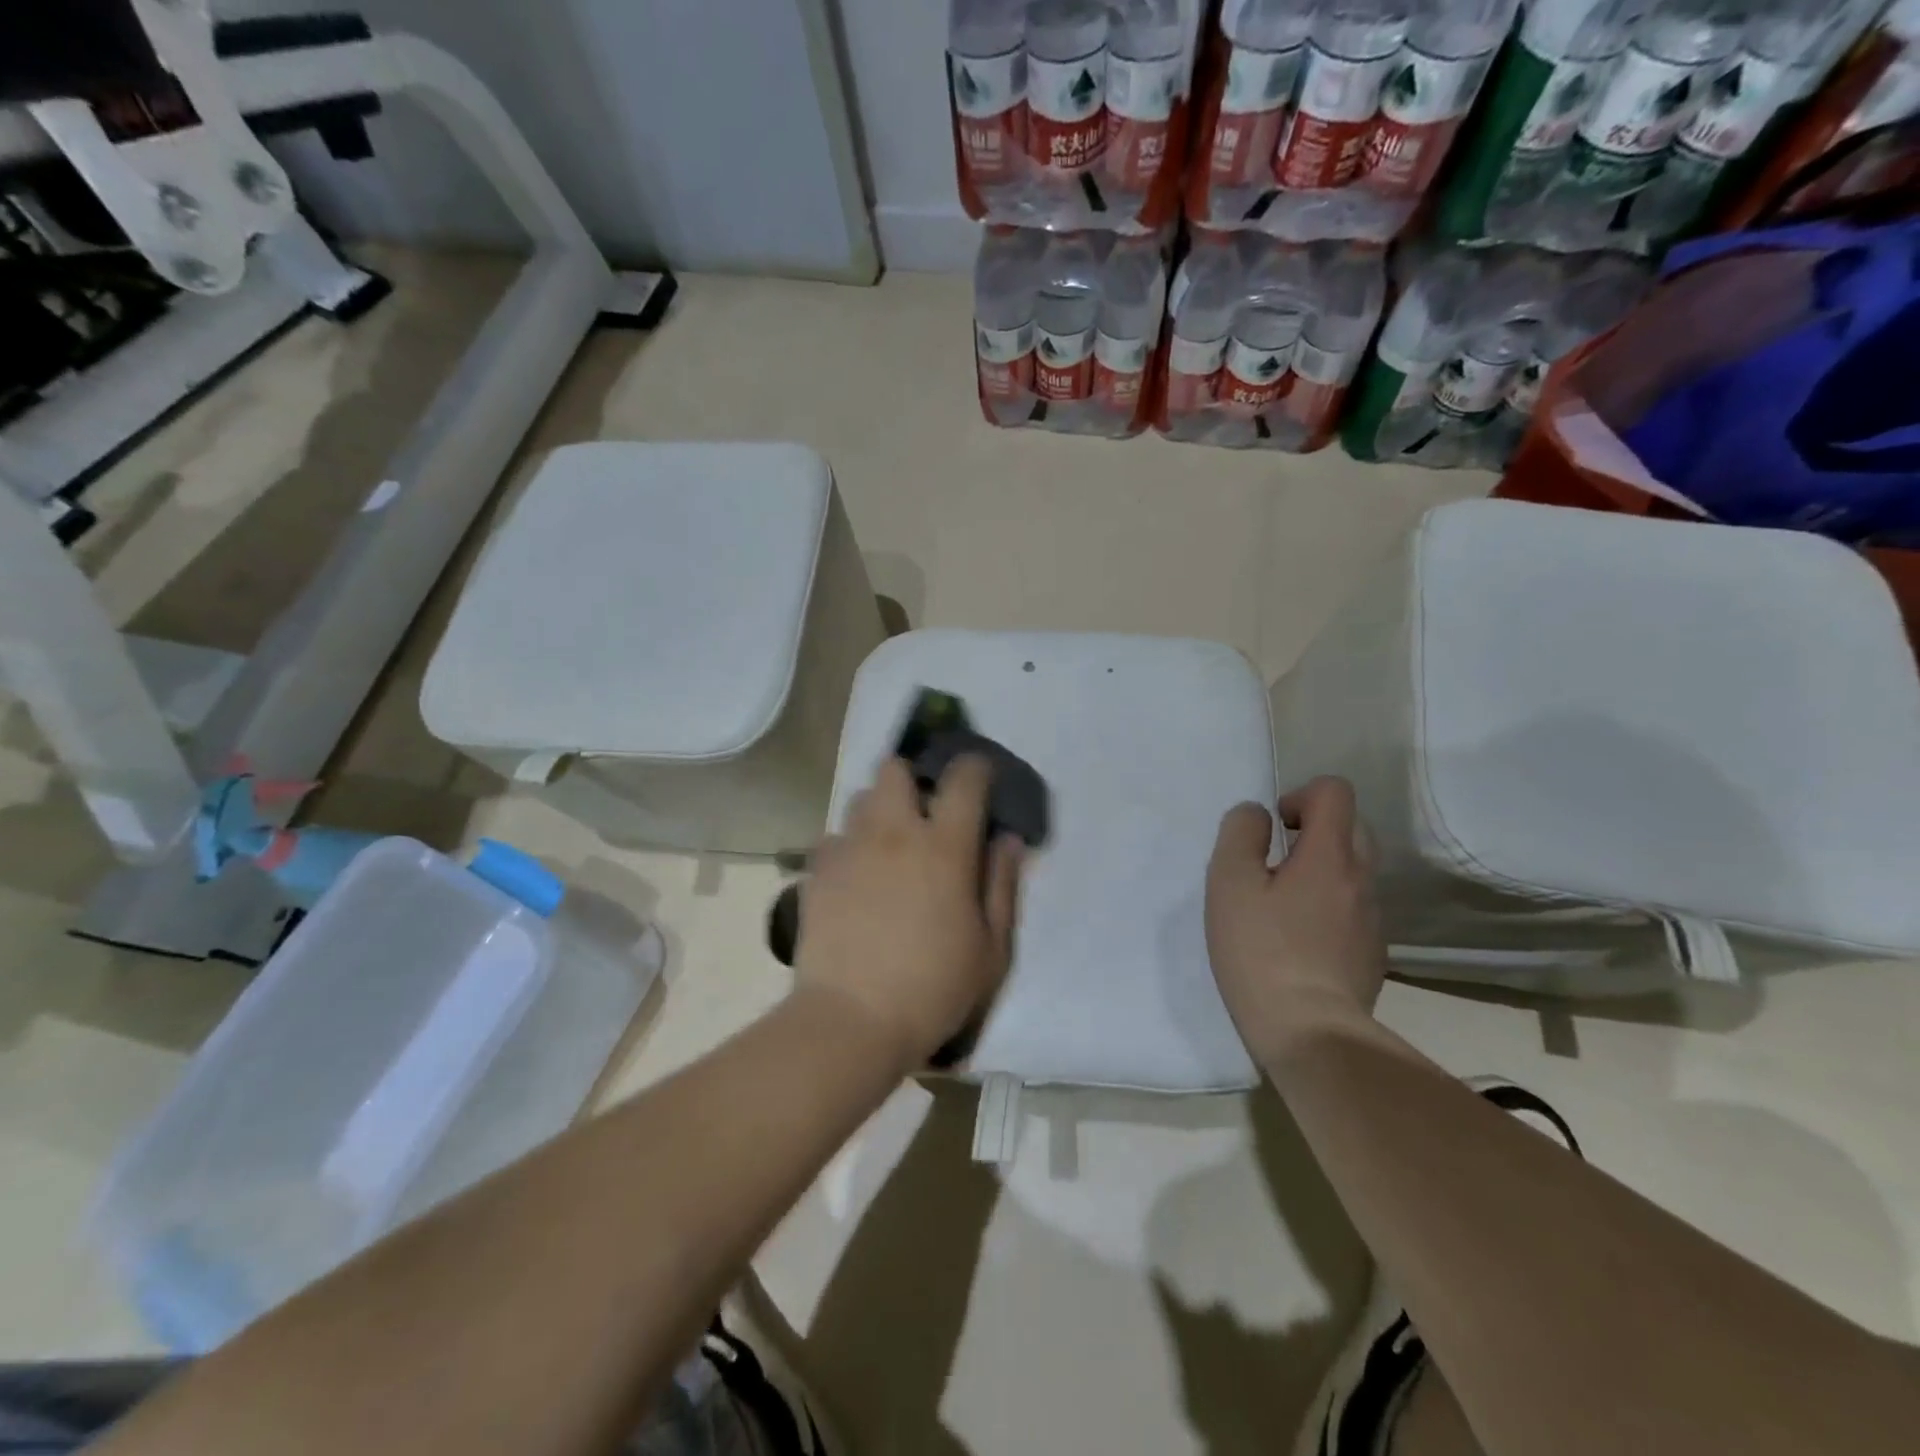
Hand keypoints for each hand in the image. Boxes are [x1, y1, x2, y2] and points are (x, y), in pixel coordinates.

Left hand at [794, 755, 1023, 1069]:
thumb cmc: (934, 988)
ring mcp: (849, 848)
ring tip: (887, 846)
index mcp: (944, 846)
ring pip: (860, 798)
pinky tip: (855, 879)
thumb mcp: (991, 947)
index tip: (980, 778)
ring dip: (879, 810)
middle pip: (894, 769)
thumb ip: (1002, 885)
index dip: (975, 768)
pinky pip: (833, 838)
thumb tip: (1008, 839)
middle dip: (912, 779)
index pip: (964, 778)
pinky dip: (849, 847)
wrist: (851, 1021)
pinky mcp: (817, 872)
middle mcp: (893, 833)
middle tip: (924, 813)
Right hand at [1206, 776, 1387, 1066]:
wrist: (1310, 1032)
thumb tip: (1256, 815)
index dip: (1301, 794)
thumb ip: (1241, 834)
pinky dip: (1329, 906)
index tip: (1274, 828)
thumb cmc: (1261, 951)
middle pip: (1352, 826)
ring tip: (1282, 904)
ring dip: (1321, 869)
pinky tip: (1299, 939)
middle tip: (1274, 861)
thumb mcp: (1229, 883)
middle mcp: (1362, 878)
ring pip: (1354, 869)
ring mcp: (1372, 918)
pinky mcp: (1372, 952)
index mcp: (1331, 855)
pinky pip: (1353, 907)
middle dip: (1314, 829)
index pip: (1336, 792)